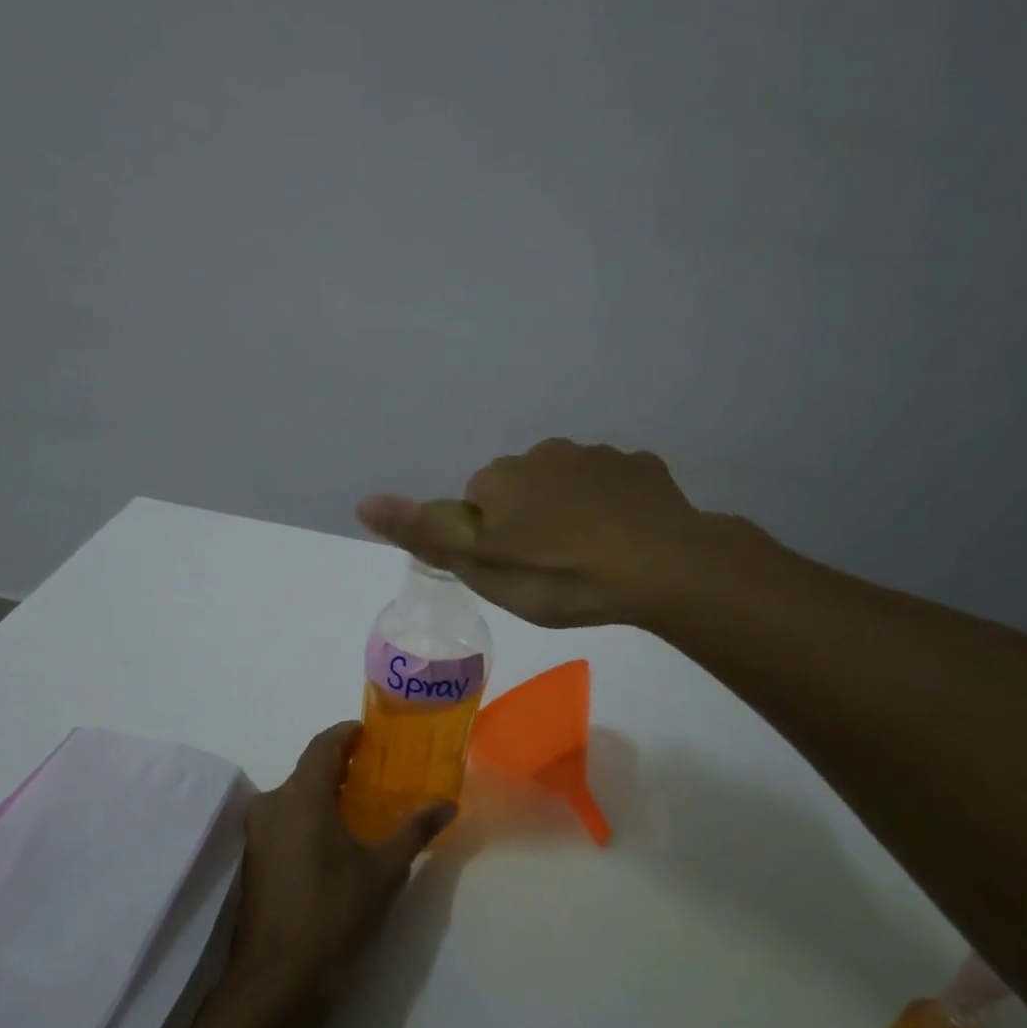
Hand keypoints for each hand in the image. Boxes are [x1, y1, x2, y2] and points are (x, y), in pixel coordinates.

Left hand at [229, 722, 454, 997]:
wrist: (279, 981)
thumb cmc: (335, 913)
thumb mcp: (385, 869)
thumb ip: (415, 829)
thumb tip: (448, 803)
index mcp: (301, 795)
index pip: (324, 745)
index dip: (348, 733)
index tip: (372, 732)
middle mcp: (272, 805)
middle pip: (308, 770)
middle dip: (342, 766)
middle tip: (378, 771)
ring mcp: (257, 835)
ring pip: (295, 797)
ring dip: (326, 793)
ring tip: (364, 804)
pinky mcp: (253, 862)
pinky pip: (285, 821)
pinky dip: (311, 817)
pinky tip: (338, 839)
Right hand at [357, 438, 735, 627]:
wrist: (662, 567)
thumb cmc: (561, 575)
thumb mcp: (483, 567)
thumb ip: (425, 533)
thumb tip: (363, 500)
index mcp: (501, 477)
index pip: (476, 503)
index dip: (491, 539)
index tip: (515, 569)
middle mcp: (544, 452)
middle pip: (521, 489)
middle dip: (530, 521)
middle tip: (552, 569)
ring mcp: (597, 455)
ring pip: (568, 484)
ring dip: (571, 512)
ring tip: (591, 558)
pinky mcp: (640, 467)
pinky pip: (612, 485)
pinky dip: (611, 507)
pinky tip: (625, 540)